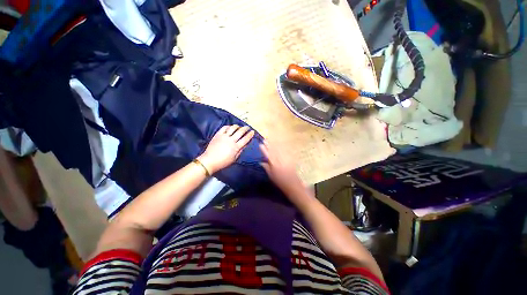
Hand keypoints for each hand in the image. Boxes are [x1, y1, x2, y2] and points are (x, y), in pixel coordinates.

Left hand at [198, 125, 254, 173]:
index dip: (250, 135)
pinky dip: (228, 126)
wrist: (210, 161)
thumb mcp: (234, 158)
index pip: (245, 139)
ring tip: (239, 127)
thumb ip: (240, 150)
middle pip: (240, 132)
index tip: (252, 132)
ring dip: (237, 126)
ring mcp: (224, 136)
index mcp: (236, 147)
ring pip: (233, 128)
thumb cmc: (223, 162)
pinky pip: (224, 128)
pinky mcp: (218, 134)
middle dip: (245, 128)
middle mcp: (231, 140)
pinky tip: (230, 127)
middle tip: (247, 127)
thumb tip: (246, 144)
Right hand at [259, 140, 306, 196]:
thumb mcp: (271, 176)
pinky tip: (280, 144)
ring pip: (279, 149)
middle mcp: (279, 160)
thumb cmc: (281, 182)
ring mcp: (285, 158)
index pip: (267, 155)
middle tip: (265, 139)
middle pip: (273, 150)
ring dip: (275, 144)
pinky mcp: (290, 158)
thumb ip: (266, 168)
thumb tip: (261, 162)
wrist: (294, 185)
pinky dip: (282, 147)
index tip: (261, 144)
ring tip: (271, 139)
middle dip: (269, 144)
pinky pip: (285, 151)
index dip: (264, 149)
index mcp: (273, 164)